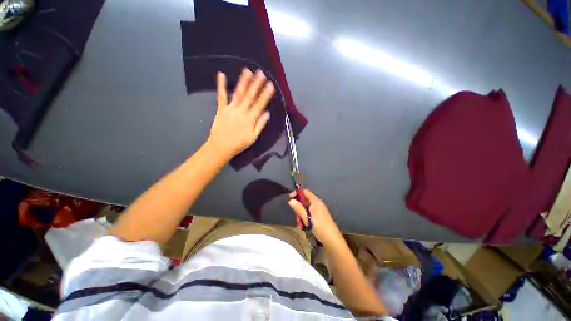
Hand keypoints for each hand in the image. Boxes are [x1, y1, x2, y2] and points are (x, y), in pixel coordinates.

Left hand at [207, 69, 274, 159]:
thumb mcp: (253, 137)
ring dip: (243, 82)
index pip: (260, 104)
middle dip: (256, 84)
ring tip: (247, 71)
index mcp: (250, 119)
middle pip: (250, 96)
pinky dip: (221, 85)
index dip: (265, 95)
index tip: (270, 85)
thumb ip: (260, 125)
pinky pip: (221, 96)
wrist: (220, 147)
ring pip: (238, 94)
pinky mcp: (221, 109)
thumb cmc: (239, 144)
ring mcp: (230, 109)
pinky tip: (222, 74)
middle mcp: (241, 111)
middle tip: (261, 73)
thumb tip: (267, 113)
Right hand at [289, 189, 341, 244]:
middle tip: (295, 216)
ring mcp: (318, 211)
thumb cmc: (320, 227)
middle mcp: (317, 204)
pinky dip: (305, 220)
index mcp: (316, 201)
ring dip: (301, 216)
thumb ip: (299, 208)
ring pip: (305, 209)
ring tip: (300, 224)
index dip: (297, 193)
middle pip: (304, 201)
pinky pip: (309, 215)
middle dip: (298, 208)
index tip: (290, 198)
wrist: (332, 241)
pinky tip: (303, 227)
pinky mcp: (318, 218)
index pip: (305, 192)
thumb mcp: (307, 218)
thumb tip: (291, 200)